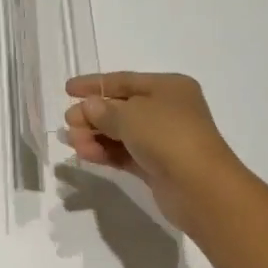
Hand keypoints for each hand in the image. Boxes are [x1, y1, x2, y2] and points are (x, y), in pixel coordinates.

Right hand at [64, 72, 247, 235]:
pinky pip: (125, 153)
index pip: (124, 80)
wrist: (201, 187)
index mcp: (168, 87)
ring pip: (121, 133)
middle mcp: (167, 110)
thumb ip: (103, 110)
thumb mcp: (130, 115)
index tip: (67, 90)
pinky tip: (86, 154)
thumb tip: (88, 108)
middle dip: (92, 115)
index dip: (94, 84)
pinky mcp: (157, 166)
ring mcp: (163, 140)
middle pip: (121, 108)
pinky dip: (106, 152)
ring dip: (95, 135)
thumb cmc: (168, 136)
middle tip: (69, 124)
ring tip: (73, 144)